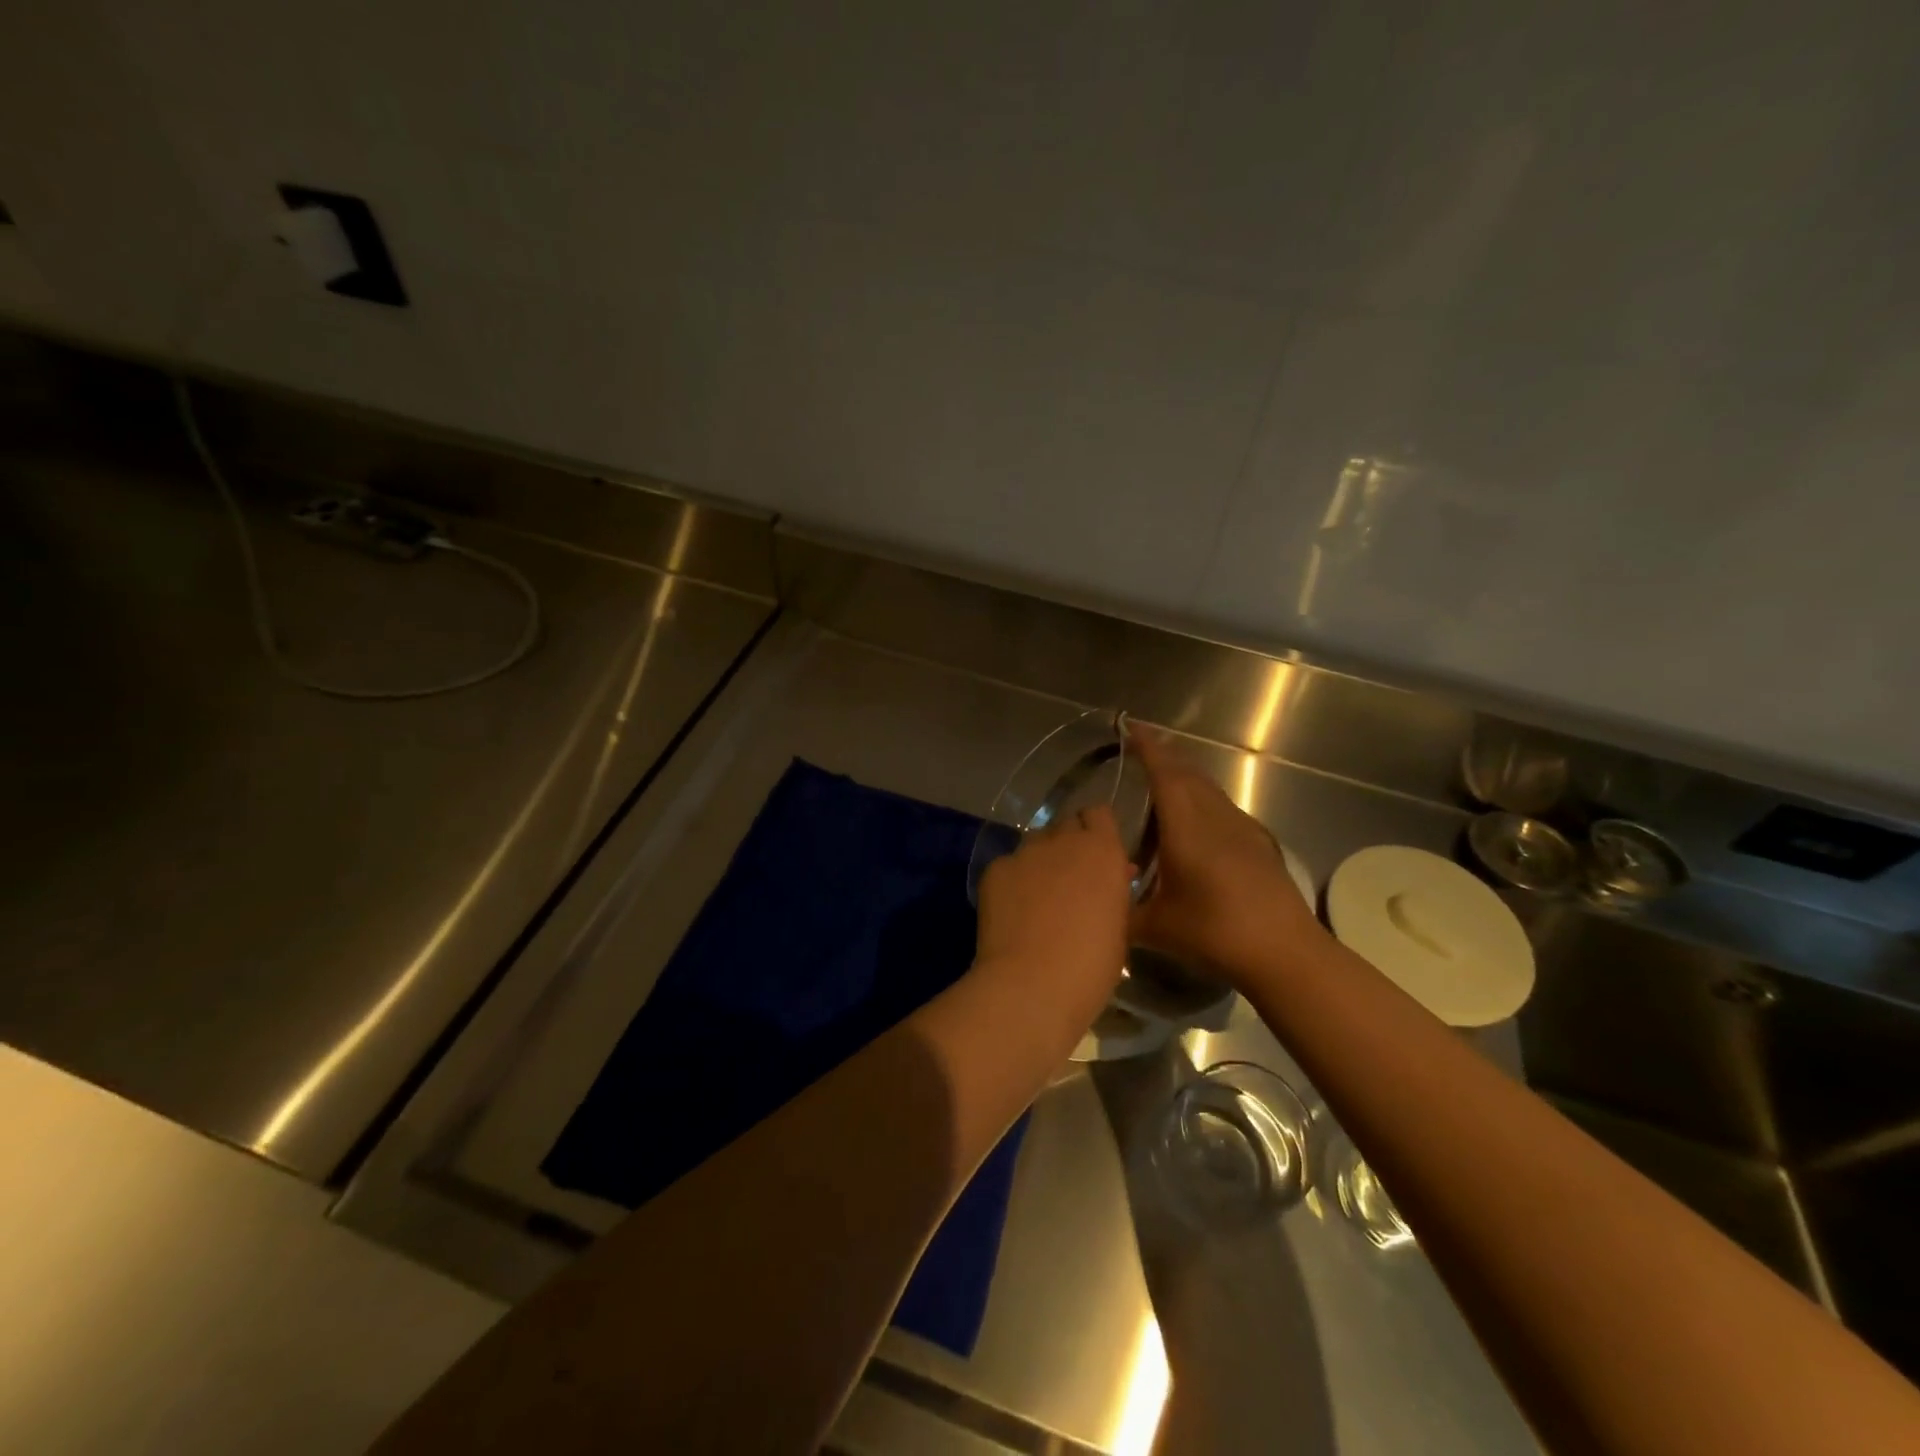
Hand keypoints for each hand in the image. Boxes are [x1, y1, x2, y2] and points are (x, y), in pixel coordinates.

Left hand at [973, 805, 1132, 1022]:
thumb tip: (1113, 877)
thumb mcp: (1119, 928)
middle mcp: (1064, 840)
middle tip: (1069, 877)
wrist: (1032, 984)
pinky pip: (1008, 865)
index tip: (1097, 854)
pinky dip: (1012, 881)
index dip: (1097, 830)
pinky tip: (1011, 911)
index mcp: (1103, 851)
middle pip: (1066, 824)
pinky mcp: (995, 868)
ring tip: (1037, 896)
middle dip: (1069, 843)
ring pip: (1035, 843)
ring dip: (1041, 860)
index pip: (1100, 814)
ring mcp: (1025, 852)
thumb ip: (1114, 892)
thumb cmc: (1091, 966)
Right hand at [1127, 725, 1324, 987]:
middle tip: (1138, 753)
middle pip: (1188, 774)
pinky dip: (1202, 804)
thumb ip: (1121, 913)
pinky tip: (1196, 829)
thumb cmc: (1215, 933)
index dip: (1147, 748)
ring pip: (1209, 791)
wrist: (1285, 953)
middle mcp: (1215, 818)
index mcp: (1187, 827)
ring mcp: (1243, 829)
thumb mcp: (1156, 928)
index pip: (1165, 773)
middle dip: (1164, 758)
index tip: (1130, 727)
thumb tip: (1098, 907)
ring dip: (1184, 781)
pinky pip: (1223, 809)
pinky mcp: (1260, 845)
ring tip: (1161, 792)